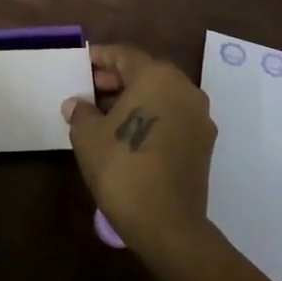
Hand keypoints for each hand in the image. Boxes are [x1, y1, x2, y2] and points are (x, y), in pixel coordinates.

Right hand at [65, 43, 216, 261]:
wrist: (167, 225)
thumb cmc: (123, 168)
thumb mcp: (88, 137)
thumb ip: (81, 112)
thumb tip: (77, 104)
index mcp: (157, 77)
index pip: (125, 55)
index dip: (101, 57)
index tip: (83, 62)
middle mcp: (184, 88)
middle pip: (146, 73)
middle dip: (117, 78)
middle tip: (91, 89)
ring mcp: (199, 116)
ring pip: (162, 95)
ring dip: (135, 98)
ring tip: (105, 113)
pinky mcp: (204, 143)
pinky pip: (173, 116)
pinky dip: (152, 116)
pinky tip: (129, 132)